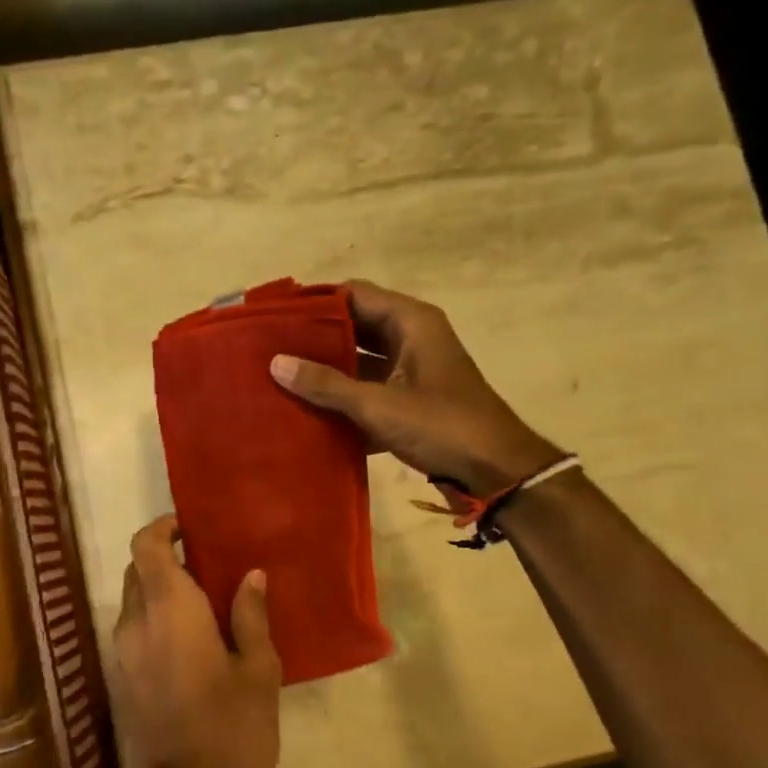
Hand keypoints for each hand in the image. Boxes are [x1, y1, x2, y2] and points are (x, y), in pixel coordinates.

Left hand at [112, 515, 282, 767]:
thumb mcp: (258, 671)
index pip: (146, 548)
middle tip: (206, 567)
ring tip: (203, 603)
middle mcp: (134, 625)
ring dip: (159, 592)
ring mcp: (121, 656)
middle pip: (137, 571)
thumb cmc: (235, 732)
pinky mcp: (120, 682)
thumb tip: (250, 575)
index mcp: (168, 612)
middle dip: (164, 560)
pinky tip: (189, 640)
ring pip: (132, 602)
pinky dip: (153, 620)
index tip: (190, 529)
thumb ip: (250, 616)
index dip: (162, 529)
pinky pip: (132, 632)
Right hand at [270, 279, 564, 497]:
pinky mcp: (411, 400)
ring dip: (327, 370)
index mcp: (411, 322)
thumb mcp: (379, 404)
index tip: (276, 315)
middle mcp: (412, 337)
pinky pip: (369, 389)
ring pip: (360, 360)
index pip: (353, 294)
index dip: (315, 301)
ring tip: (281, 378)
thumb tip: (276, 363)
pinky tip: (309, 412)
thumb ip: (326, 384)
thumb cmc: (442, 426)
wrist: (496, 472)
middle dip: (315, 338)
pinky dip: (344, 398)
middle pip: (354, 326)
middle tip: (270, 348)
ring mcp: (412, 370)